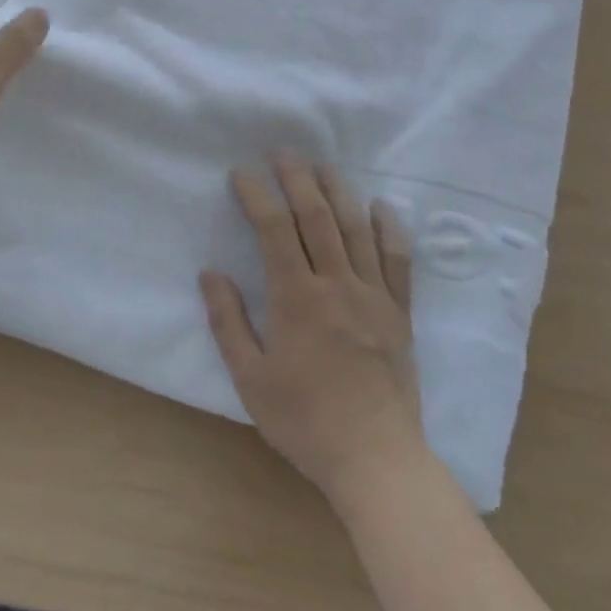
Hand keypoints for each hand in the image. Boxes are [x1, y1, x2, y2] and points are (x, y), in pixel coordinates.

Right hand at [200, 155, 426, 508]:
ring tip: (323, 165)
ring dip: (338, 190)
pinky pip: (398, 259)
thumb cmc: (304, 421)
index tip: (241, 174)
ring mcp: (373, 295)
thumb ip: (228, 322)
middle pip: (315, 217)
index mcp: (296, 298)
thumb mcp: (250, 378)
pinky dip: (389, 227)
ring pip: (356, 228)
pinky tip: (380, 207)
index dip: (256, 195)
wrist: (375, 458)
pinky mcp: (399, 312)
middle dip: (296, 178)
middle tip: (282, 152)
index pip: (273, 230)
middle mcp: (336, 284)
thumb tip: (210, 273)